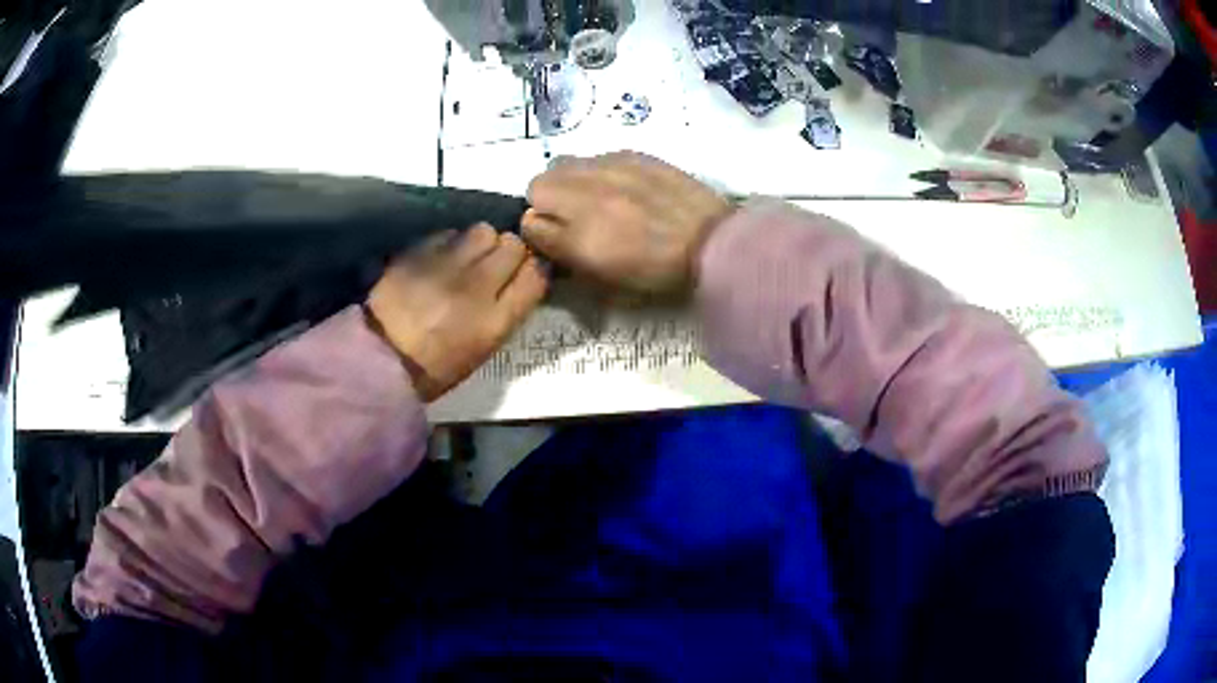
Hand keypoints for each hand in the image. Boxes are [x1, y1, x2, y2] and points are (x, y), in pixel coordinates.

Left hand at [367, 225, 547, 400]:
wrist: (379, 359)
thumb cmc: (435, 367)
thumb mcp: (482, 349)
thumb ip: (506, 311)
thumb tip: (521, 279)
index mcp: (495, 320)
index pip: (536, 275)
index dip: (534, 269)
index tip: (524, 273)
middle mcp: (476, 286)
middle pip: (513, 245)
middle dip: (509, 251)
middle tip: (494, 264)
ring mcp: (446, 265)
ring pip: (483, 230)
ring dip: (480, 241)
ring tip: (467, 256)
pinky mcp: (419, 252)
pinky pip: (449, 233)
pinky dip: (450, 242)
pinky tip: (440, 258)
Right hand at [522, 152, 734, 294]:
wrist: (712, 244)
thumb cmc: (659, 273)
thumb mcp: (605, 282)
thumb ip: (564, 254)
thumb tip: (538, 227)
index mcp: (581, 236)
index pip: (529, 221)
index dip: (539, 230)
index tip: (554, 236)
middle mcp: (587, 196)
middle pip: (538, 183)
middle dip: (546, 199)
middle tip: (570, 214)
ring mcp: (610, 168)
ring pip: (563, 163)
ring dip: (569, 180)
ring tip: (597, 196)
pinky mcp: (633, 154)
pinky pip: (596, 157)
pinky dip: (598, 171)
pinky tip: (623, 185)